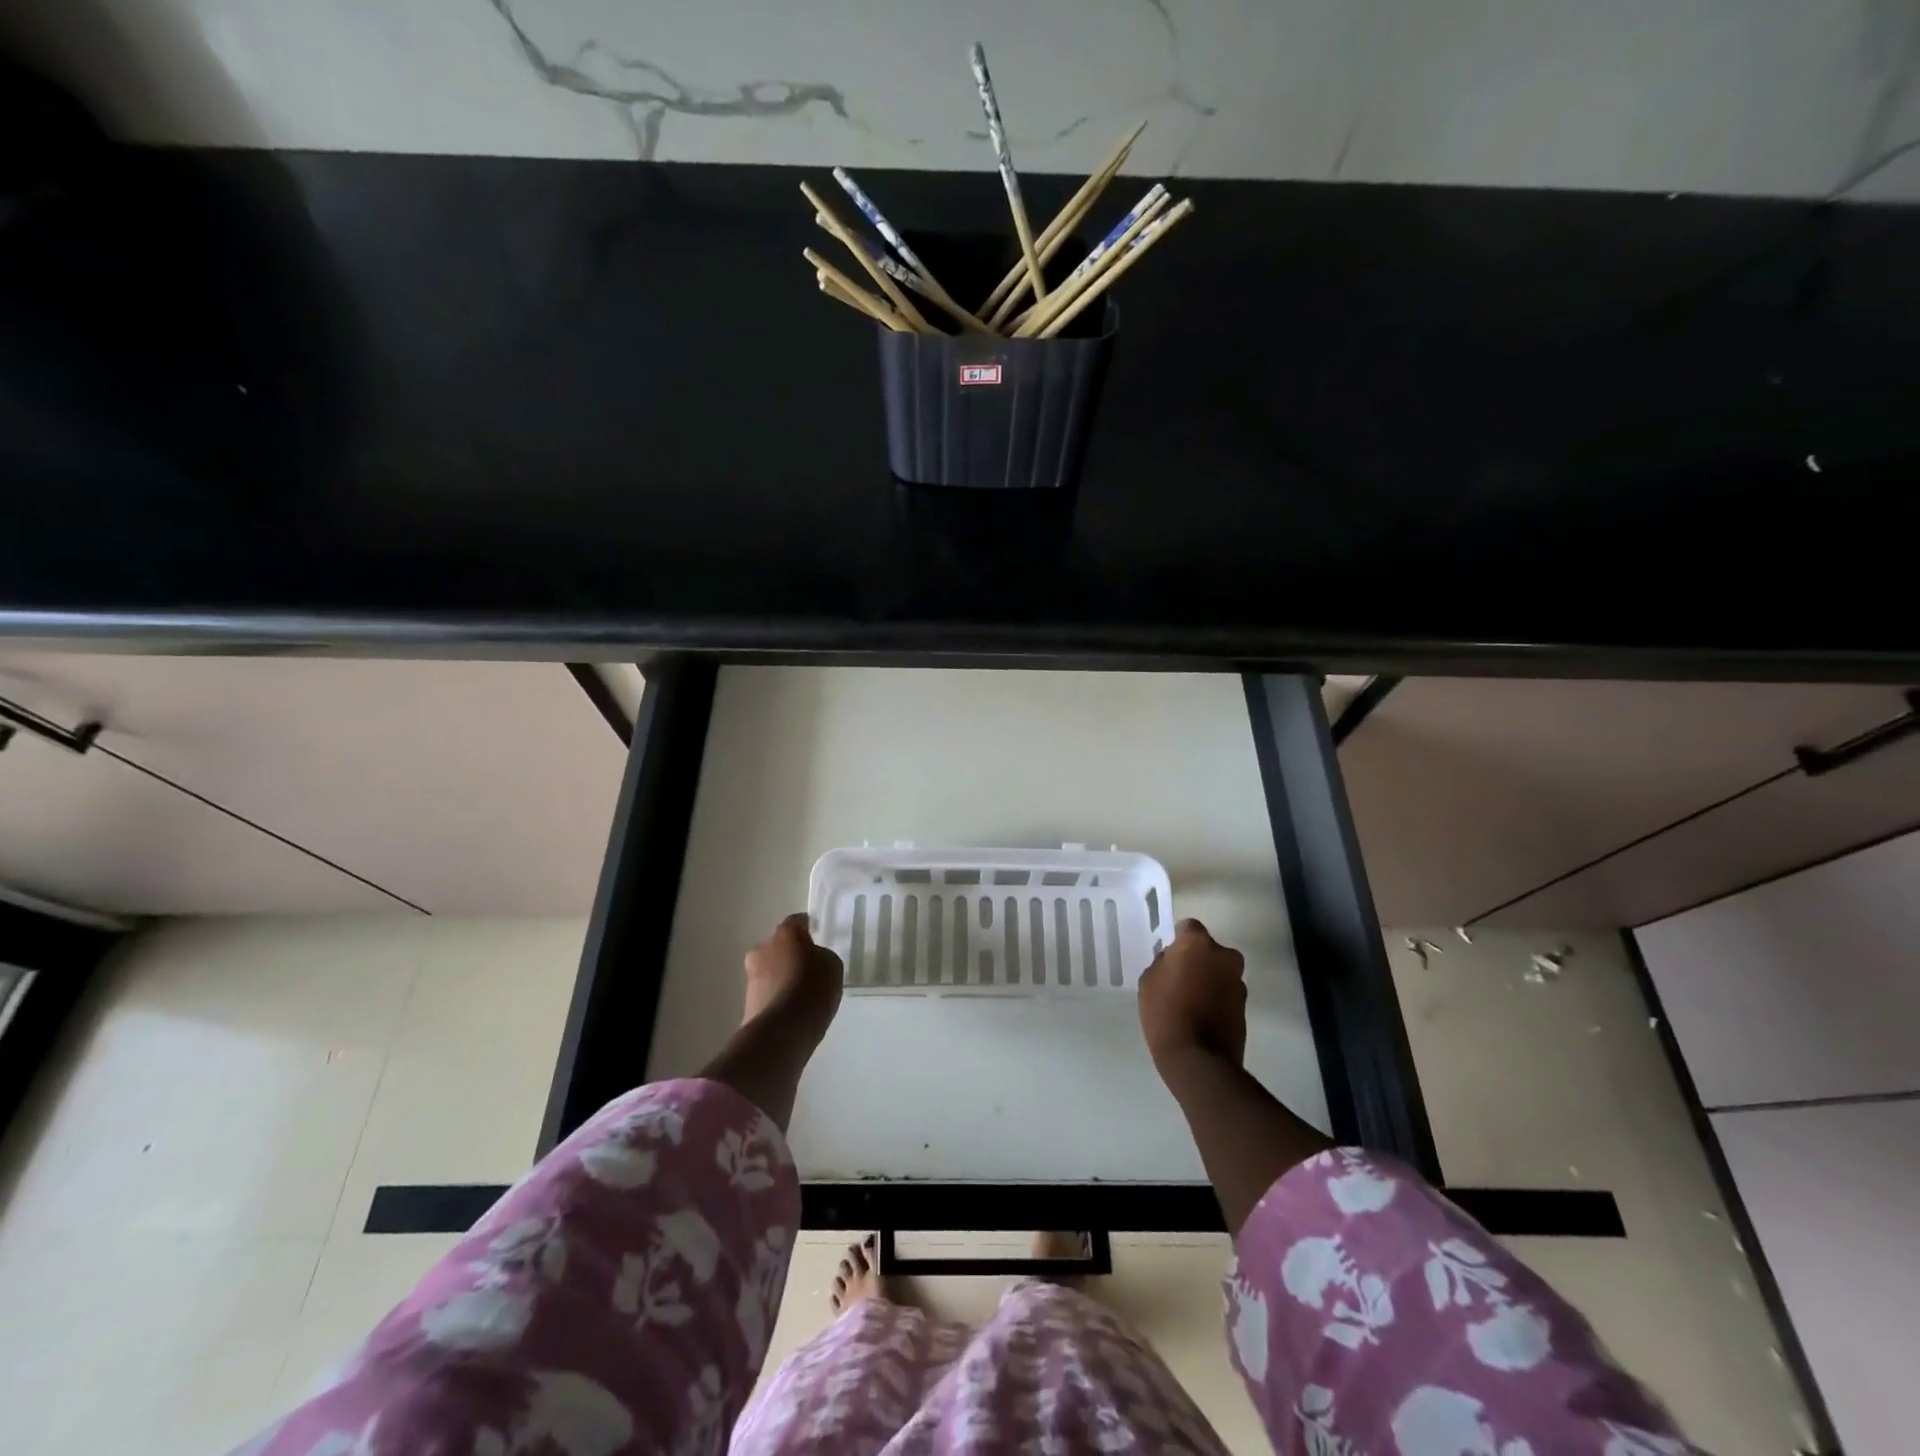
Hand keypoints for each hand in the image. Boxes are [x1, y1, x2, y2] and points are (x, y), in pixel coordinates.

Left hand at [744, 913, 843, 1045]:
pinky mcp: (747, 1004)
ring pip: (770, 971)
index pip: (796, 922)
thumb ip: (821, 956)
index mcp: (784, 933)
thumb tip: (811, 960)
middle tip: (808, 967)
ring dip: (782, 977)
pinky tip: (793, 1010)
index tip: (815, 934)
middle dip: (790, 954)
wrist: (783, 1030)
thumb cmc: (812, 987)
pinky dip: (778, 998)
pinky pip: (768, 994)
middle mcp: (762, 949)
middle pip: (778, 946)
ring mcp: (751, 978)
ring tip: (802, 993)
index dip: (806, 928)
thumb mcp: (832, 965)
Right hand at [1138, 918, 1247, 1071]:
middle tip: (1180, 978)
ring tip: (1190, 1000)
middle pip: (1209, 949)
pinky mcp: (1245, 1006)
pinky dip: (1217, 998)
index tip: (1170, 956)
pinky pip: (1226, 993)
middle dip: (1198, 959)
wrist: (1198, 1059)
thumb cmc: (1165, 1013)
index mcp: (1198, 944)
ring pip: (1220, 971)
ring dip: (1209, 979)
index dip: (1178, 940)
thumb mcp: (1149, 981)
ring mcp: (1238, 982)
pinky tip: (1201, 1015)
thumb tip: (1174, 961)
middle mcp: (1224, 956)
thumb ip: (1163, 963)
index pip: (1188, 927)